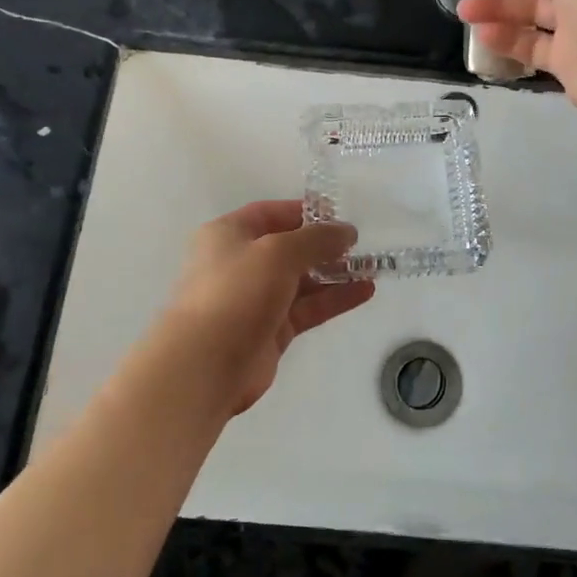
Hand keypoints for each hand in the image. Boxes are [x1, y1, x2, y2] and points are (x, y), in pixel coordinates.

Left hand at [151, 200, 374, 415]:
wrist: (205, 364)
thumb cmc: (236, 292)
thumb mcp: (278, 252)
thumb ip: (316, 239)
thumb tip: (346, 231)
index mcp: (228, 234)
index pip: (271, 213)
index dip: (305, 212)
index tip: (339, 215)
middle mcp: (240, 263)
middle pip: (288, 248)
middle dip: (324, 245)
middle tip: (360, 245)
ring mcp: (255, 299)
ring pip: (301, 280)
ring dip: (334, 273)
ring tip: (371, 267)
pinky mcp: (271, 331)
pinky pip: (307, 308)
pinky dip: (334, 299)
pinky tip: (364, 291)